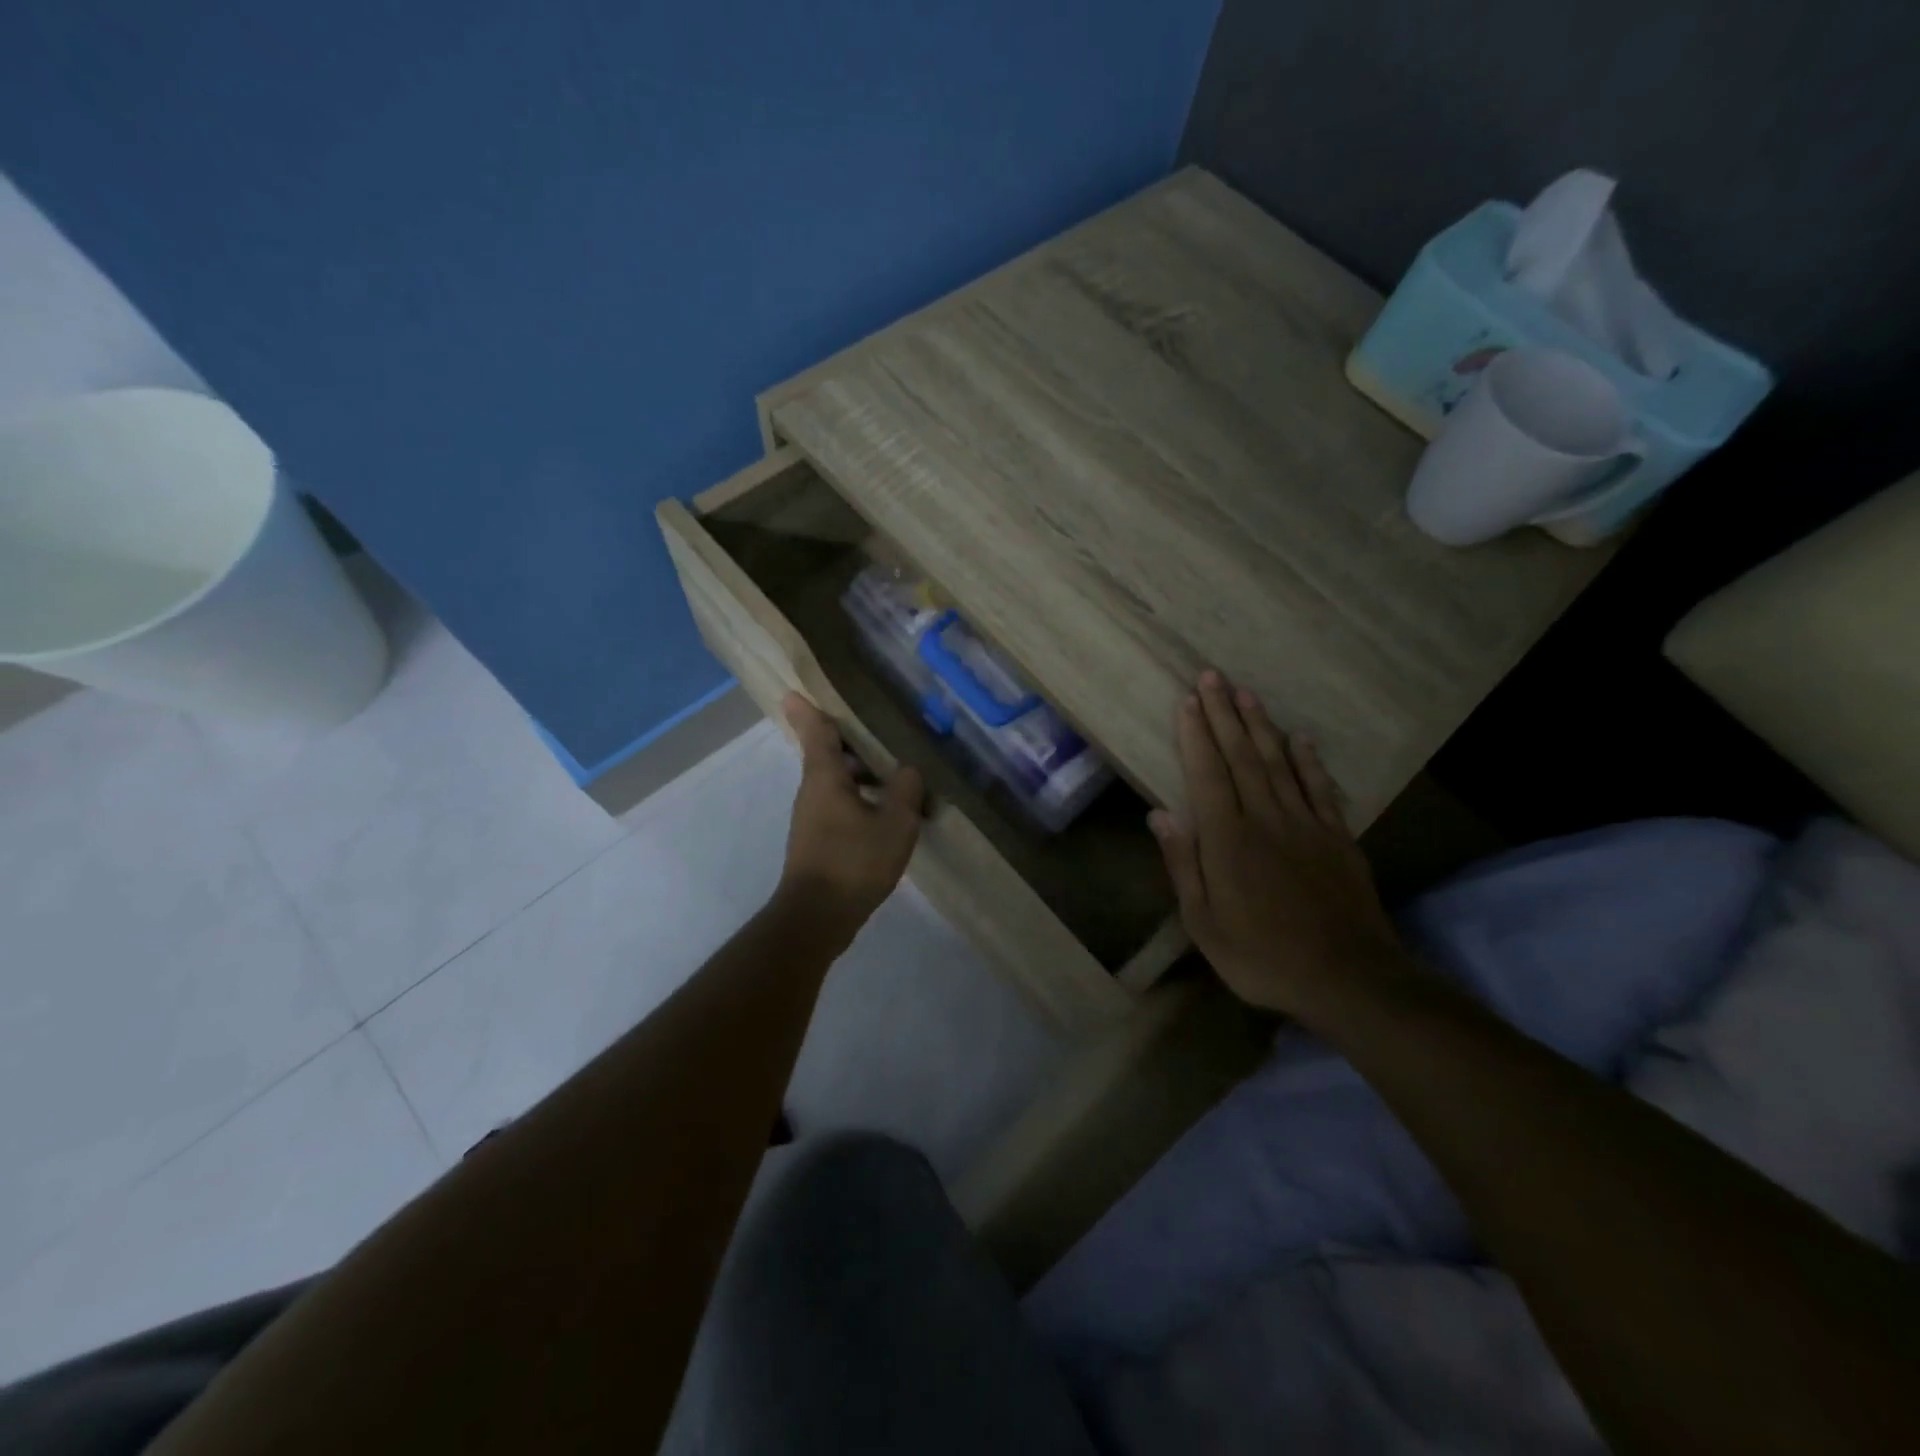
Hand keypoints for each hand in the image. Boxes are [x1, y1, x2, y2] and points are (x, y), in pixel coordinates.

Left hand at [775, 694, 923, 943]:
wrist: (817, 917)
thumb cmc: (854, 862)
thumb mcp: (895, 824)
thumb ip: (905, 790)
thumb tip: (907, 769)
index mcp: (825, 777)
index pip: (816, 732)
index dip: (809, 710)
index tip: (795, 690)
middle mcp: (813, 791)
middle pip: (826, 754)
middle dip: (846, 739)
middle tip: (876, 725)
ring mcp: (812, 817)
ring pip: (834, 781)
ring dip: (859, 771)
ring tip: (893, 769)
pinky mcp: (818, 840)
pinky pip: (839, 804)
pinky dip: (859, 796)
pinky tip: (886, 810)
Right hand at [1150, 671, 1410, 1021]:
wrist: (1347, 978)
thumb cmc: (1261, 956)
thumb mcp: (1204, 923)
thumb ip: (1184, 865)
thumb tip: (1160, 815)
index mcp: (1228, 840)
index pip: (1207, 774)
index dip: (1196, 735)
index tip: (1187, 701)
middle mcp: (1265, 819)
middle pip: (1241, 756)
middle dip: (1224, 714)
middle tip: (1212, 676)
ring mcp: (1306, 824)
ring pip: (1278, 762)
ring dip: (1261, 725)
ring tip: (1246, 693)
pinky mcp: (1337, 837)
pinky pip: (1319, 788)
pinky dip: (1308, 760)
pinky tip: (1299, 738)